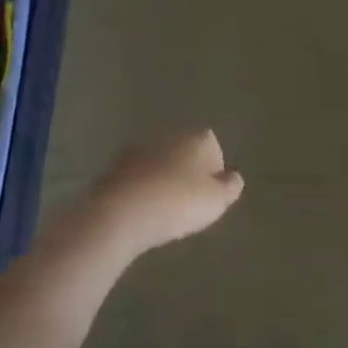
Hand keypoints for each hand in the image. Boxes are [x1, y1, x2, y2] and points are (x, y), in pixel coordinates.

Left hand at [82, 130, 244, 257]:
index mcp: (197, 138)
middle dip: (187, 173)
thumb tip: (233, 176)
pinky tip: (142, 211)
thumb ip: (231, 186)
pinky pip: (137, 178)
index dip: (214, 172)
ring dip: (162, 180)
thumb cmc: (179, 202)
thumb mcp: (218, 200)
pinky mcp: (114, 166)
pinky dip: (141, 189)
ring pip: (159, 163)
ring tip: (164, 210)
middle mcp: (168, 135)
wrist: (122, 212)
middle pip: (184, 153)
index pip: (213, 147)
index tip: (210, 195)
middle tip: (188, 203)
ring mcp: (138, 149)